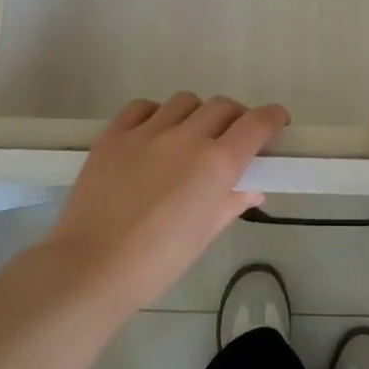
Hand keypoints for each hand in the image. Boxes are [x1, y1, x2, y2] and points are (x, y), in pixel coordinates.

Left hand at [44, 93, 288, 313]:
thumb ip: (232, 203)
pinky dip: (156, 114)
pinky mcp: (114, 134)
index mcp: (217, 164)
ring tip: (188, 137)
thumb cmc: (159, 261)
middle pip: (223, 106)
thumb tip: (252, 190)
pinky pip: (143, 107)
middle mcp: (187, 137)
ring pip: (185, 101)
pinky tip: (153, 134)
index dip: (273, 118)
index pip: (257, 123)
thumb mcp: (205, 234)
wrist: (92, 267)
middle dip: (235, 118)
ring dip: (196, 114)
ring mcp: (147, 131)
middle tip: (230, 139)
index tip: (276, 124)